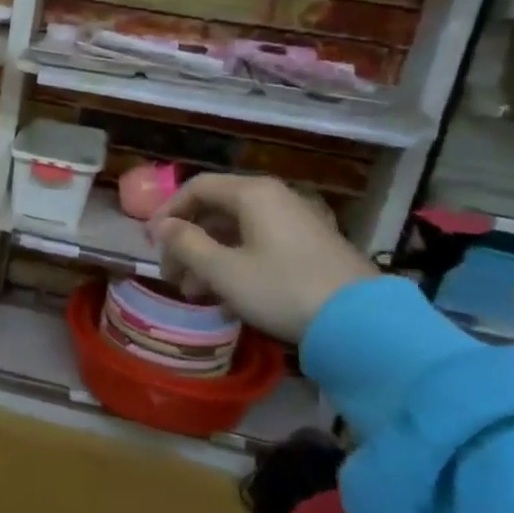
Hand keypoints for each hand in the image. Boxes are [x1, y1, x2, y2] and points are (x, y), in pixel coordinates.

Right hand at [148, 174, 377, 343]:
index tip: (152, 243)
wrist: (361, 324)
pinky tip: (227, 300)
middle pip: (216, 211)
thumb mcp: (223, 270)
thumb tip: (162, 226)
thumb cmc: (281, 288)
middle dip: (187, 243)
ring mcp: (296, 224)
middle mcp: (275, 199)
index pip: (197, 188)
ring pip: (237, 233)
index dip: (168, 212)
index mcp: (253, 194)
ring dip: (208, 259)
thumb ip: (186, 244)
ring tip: (194, 293)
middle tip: (171, 275)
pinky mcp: (310, 249)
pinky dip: (236, 266)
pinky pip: (260, 247)